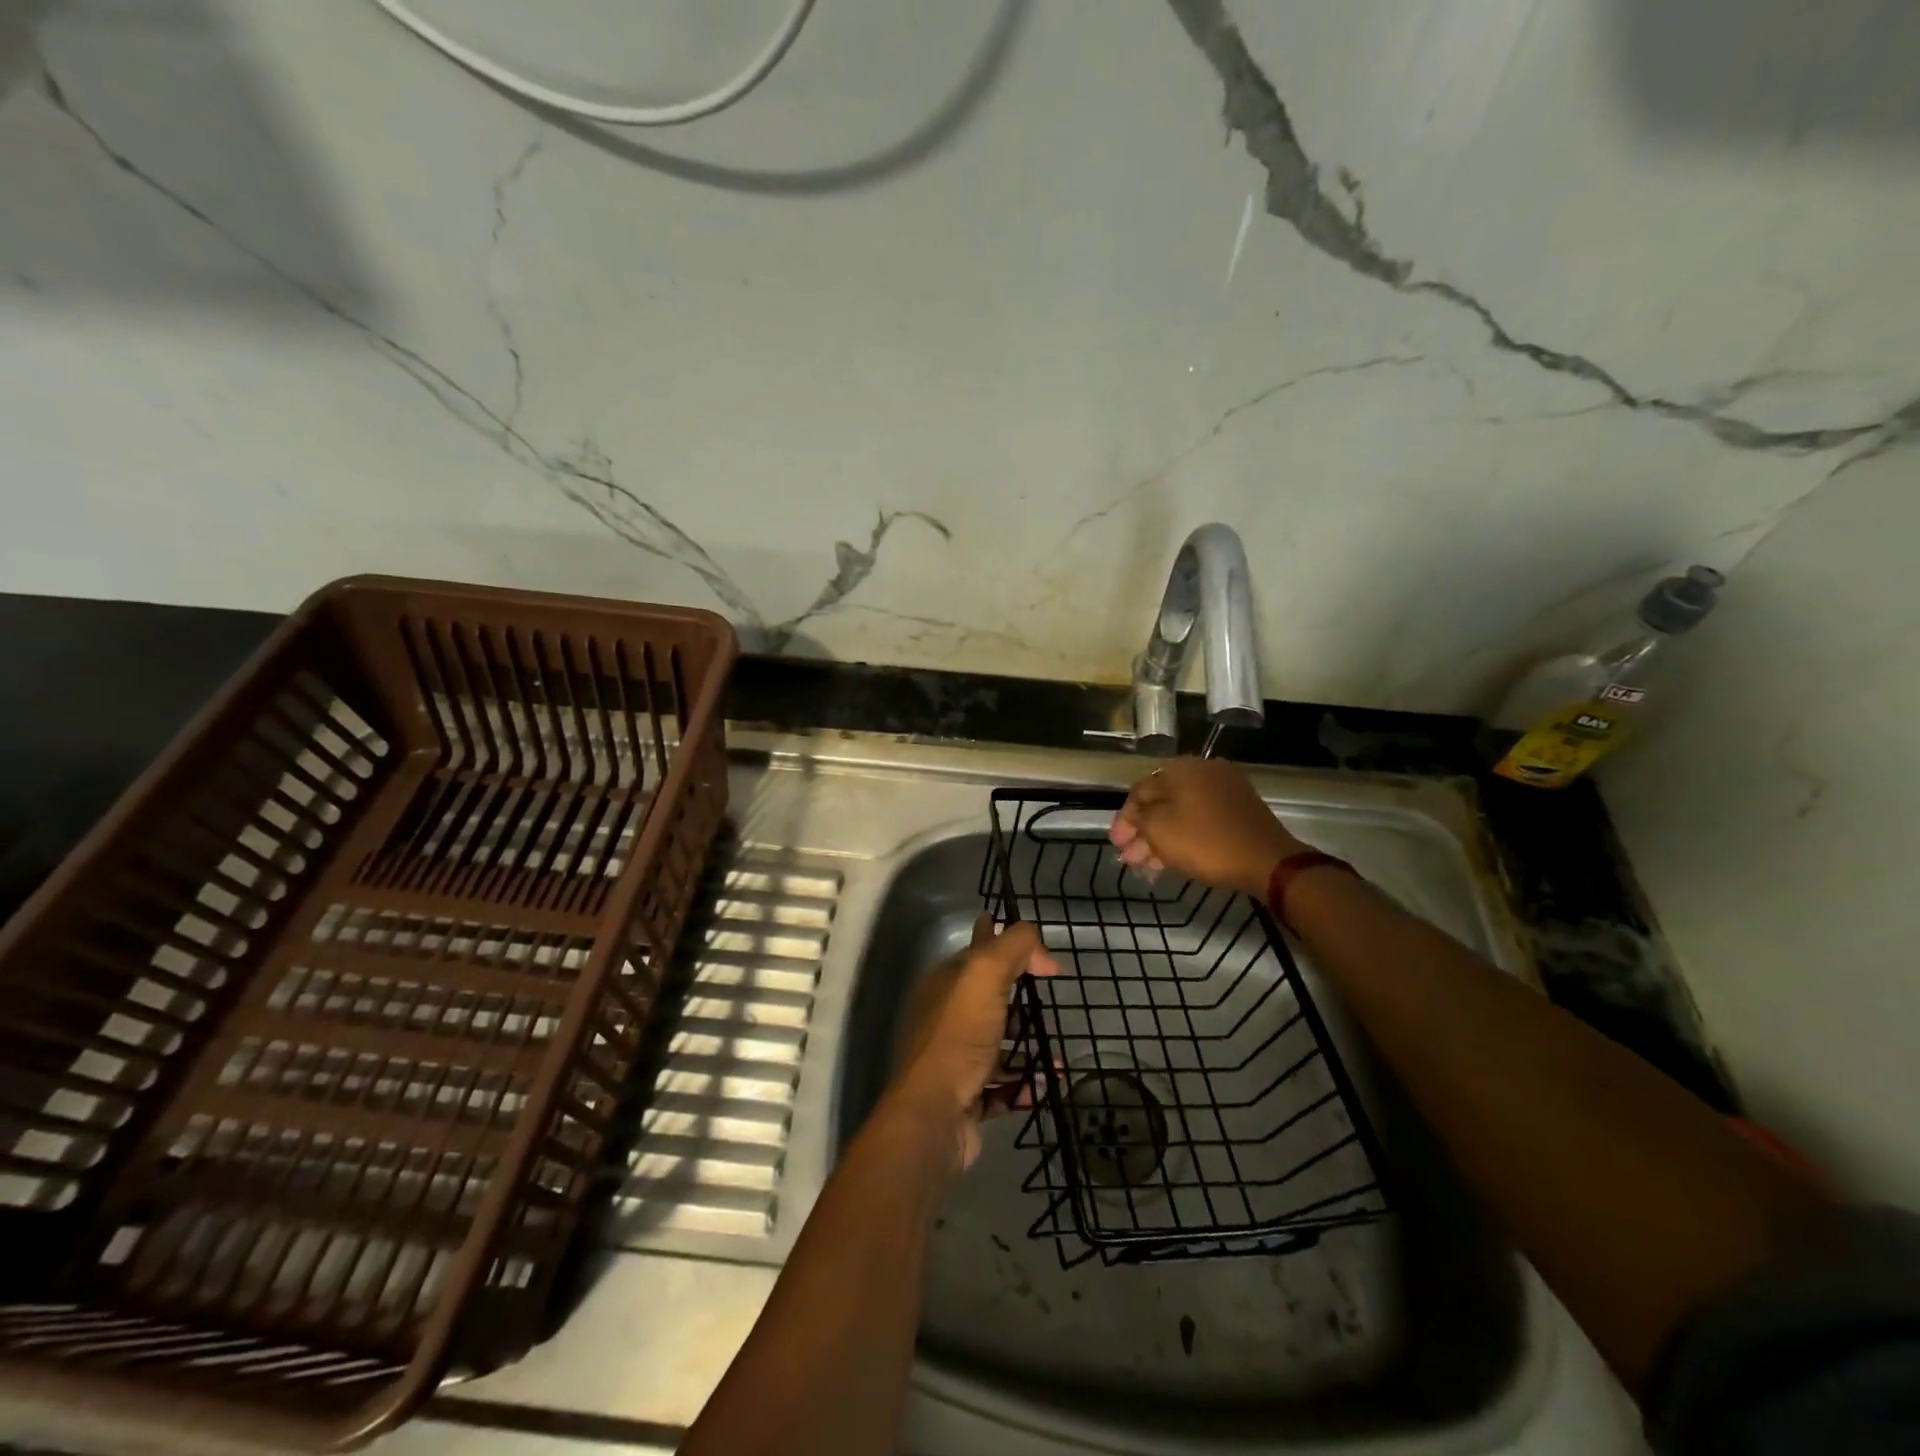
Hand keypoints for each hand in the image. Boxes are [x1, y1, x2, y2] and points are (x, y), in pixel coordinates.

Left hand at [891, 915, 1057, 1171]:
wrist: (933, 1114)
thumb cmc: (958, 1037)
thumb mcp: (985, 975)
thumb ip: (1013, 948)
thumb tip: (1042, 952)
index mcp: (944, 985)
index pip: (974, 952)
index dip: (994, 937)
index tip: (1020, 935)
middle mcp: (946, 1019)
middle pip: (987, 1000)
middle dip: (1017, 1000)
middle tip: (1047, 1000)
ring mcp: (955, 1061)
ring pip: (996, 1045)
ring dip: (1026, 1047)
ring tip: (1055, 1050)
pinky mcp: (967, 1098)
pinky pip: (1002, 1087)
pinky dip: (1025, 1084)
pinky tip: (1046, 1084)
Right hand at [1110, 757, 1305, 896]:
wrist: (1267, 860)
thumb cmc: (1205, 841)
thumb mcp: (1159, 830)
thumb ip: (1138, 819)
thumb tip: (1134, 816)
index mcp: (1181, 769)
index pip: (1140, 791)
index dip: (1124, 820)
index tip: (1116, 845)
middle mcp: (1203, 771)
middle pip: (1162, 802)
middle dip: (1142, 832)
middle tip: (1129, 858)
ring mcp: (1225, 790)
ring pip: (1182, 813)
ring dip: (1161, 838)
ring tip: (1146, 866)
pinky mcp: (1240, 810)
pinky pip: (1202, 819)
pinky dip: (1184, 836)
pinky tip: (1171, 859)